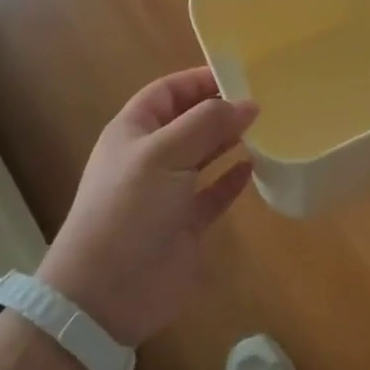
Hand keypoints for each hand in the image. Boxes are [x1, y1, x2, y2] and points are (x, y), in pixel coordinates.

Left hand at [39, 68, 256, 345]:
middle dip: (219, 110)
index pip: (166, 92)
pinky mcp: (185, 225)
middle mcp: (149, 158)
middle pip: (188, 122)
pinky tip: (254, 166)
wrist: (106, 294)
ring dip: (229, 141)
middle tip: (261, 100)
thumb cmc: (129, 208)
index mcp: (133, 132)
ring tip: (264, 127)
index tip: (238, 75)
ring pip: (203, 156)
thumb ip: (207, 124)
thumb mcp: (164, 154)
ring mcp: (167, 194)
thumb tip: (248, 103)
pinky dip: (232, 180)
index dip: (198, 81)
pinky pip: (213, 193)